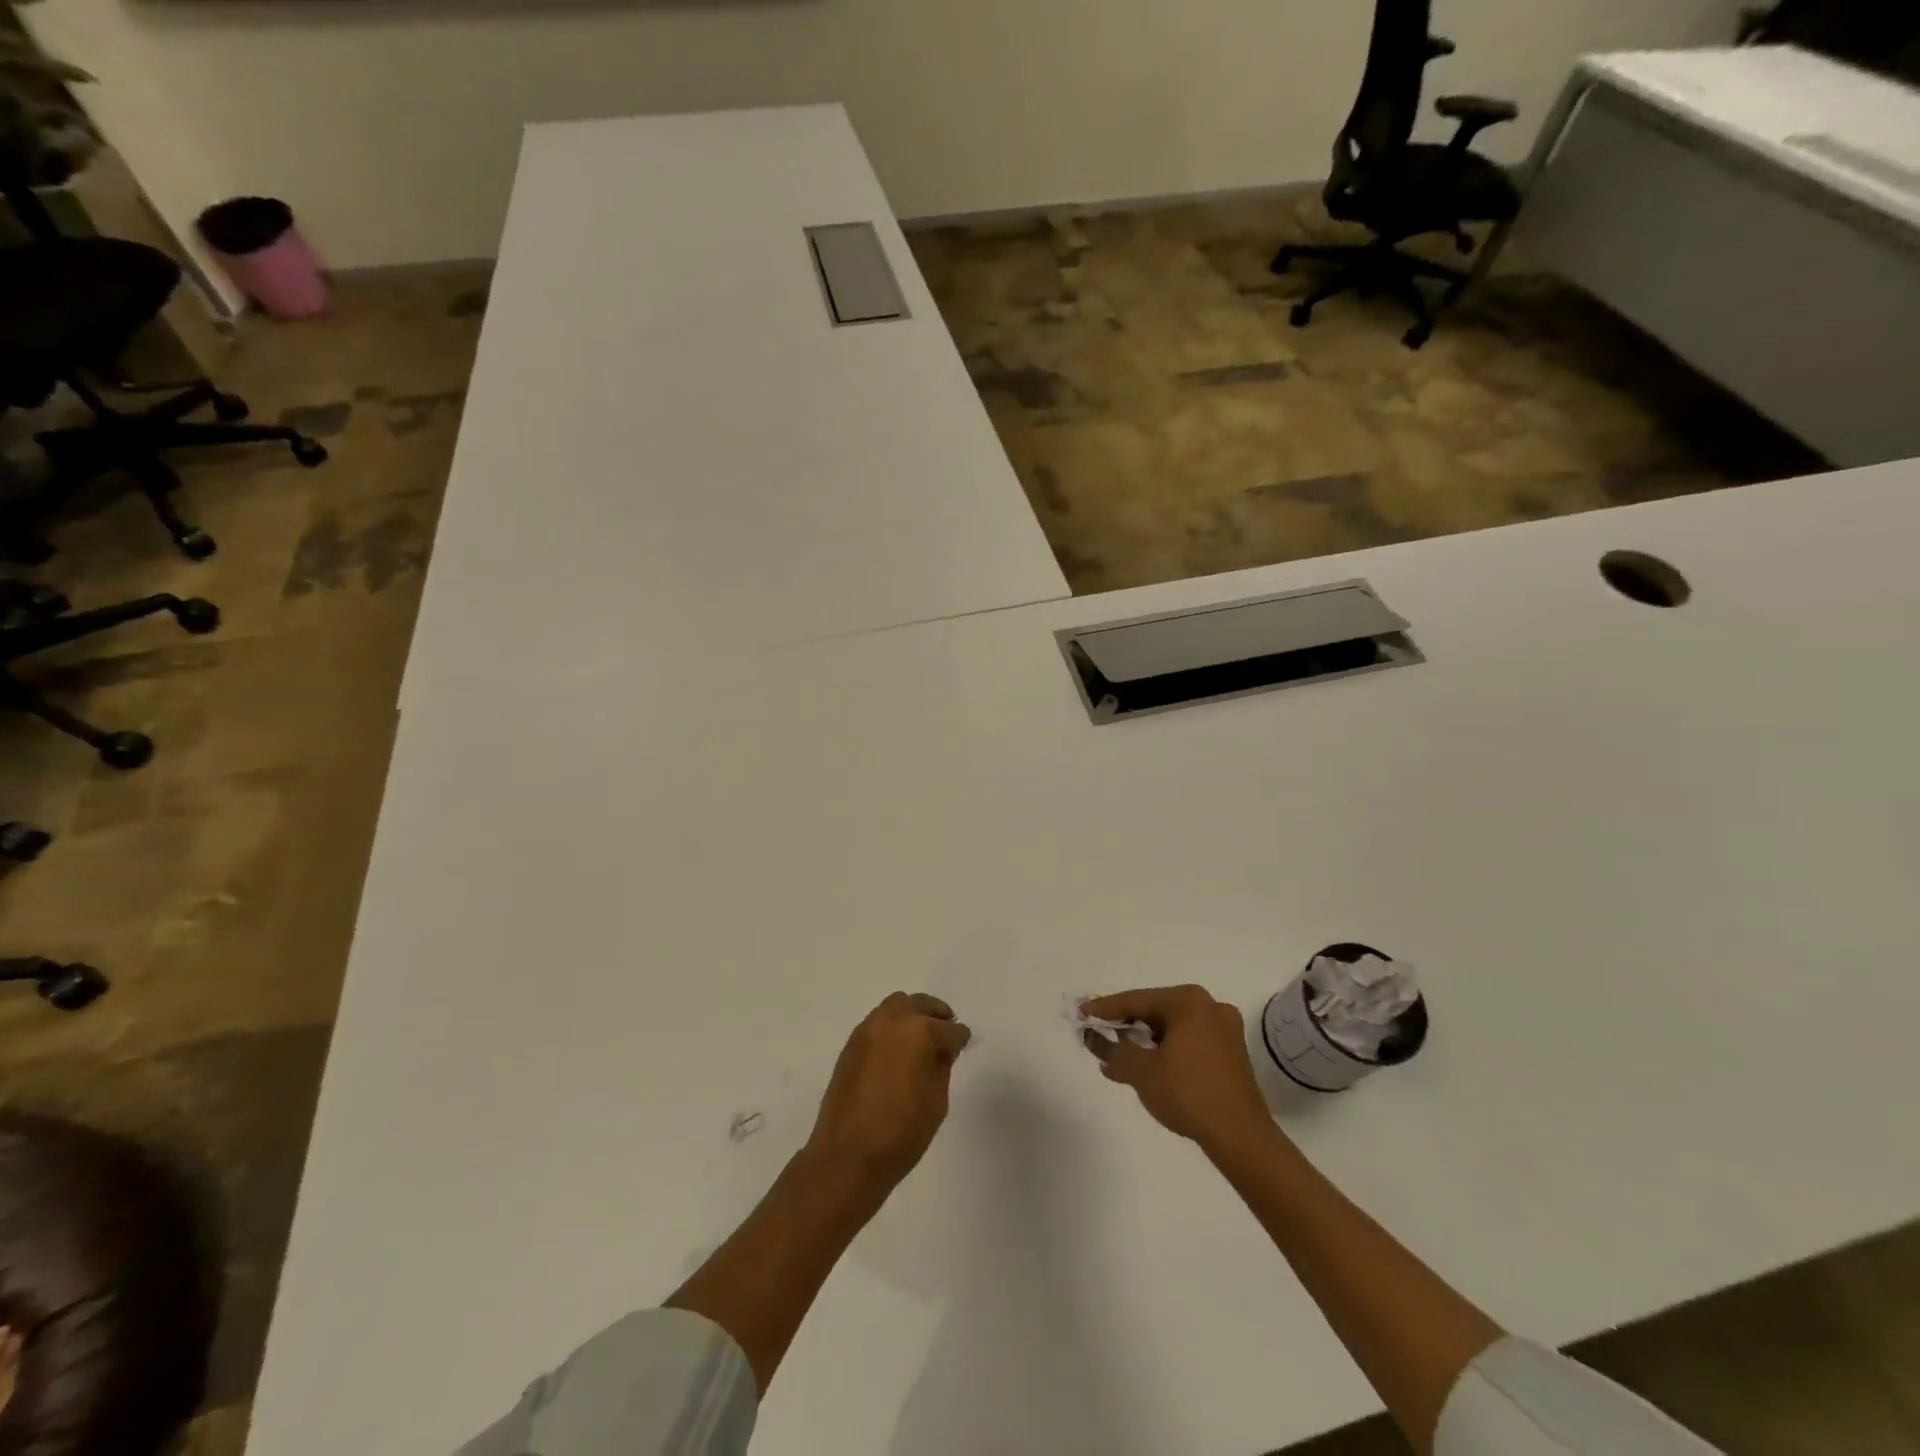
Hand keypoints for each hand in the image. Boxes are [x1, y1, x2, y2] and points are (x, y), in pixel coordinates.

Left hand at [806, 992, 971, 1191]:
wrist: (847, 1156)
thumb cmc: (901, 1132)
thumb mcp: (937, 1101)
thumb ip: (942, 1066)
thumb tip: (941, 1050)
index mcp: (919, 1031)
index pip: (949, 1029)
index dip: (959, 1039)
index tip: (963, 1045)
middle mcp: (892, 1020)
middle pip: (920, 1004)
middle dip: (937, 1015)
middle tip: (946, 1033)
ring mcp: (868, 1029)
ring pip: (896, 1005)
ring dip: (912, 1015)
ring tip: (920, 1039)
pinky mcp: (851, 1044)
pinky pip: (877, 1022)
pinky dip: (891, 1027)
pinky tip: (897, 1050)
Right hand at [1080, 985, 1272, 1149]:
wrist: (1241, 1137)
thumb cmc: (1188, 1094)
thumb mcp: (1141, 1071)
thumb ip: (1113, 1050)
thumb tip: (1094, 1039)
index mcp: (1188, 1001)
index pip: (1137, 1000)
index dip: (1106, 1008)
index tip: (1082, 1013)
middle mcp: (1210, 1005)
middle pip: (1156, 1010)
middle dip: (1127, 1025)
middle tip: (1100, 1033)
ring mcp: (1225, 1029)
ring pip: (1173, 1026)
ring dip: (1147, 1040)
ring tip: (1121, 1055)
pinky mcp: (1232, 1052)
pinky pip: (1190, 1040)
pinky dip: (1168, 1049)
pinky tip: (1150, 1066)